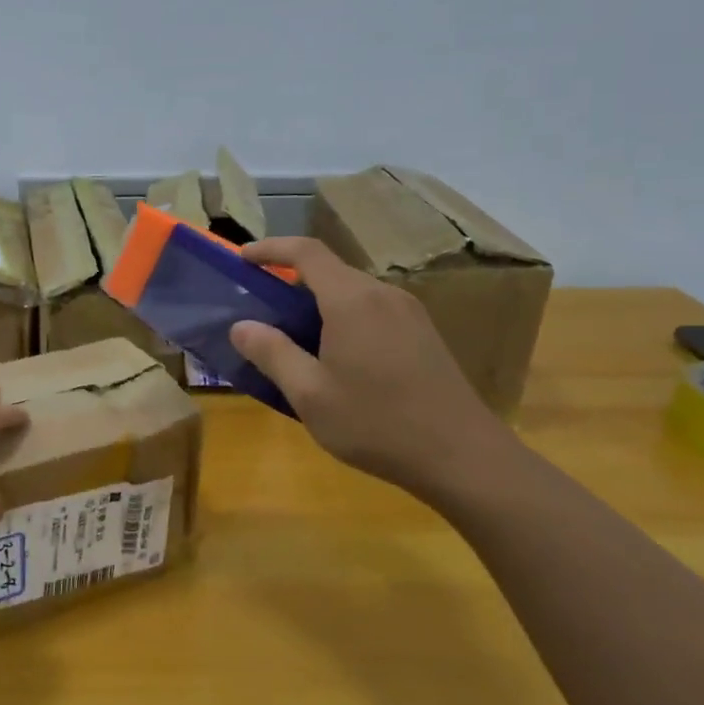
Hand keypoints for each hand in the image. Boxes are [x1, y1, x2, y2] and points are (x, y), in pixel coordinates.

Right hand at [228, 237, 513, 498]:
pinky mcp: (424, 333)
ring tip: (294, 337)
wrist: (462, 456)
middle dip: (291, 280)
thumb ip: (272, 354)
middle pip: (330, 271)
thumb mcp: (309, 394)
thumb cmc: (376, 423)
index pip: (306, 252)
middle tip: (262, 309)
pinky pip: (372, 310)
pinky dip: (343, 317)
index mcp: (351, 301)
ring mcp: (409, 313)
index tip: (243, 258)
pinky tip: (337, 356)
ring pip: (352, 292)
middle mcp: (382, 294)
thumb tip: (241, 326)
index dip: (270, 248)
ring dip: (318, 302)